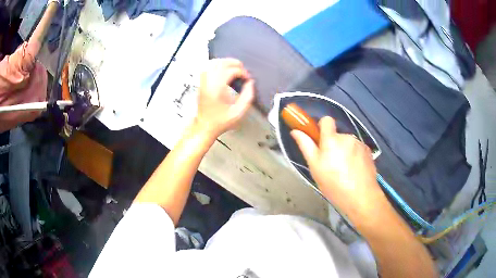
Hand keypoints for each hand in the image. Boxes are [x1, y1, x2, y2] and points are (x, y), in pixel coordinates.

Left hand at [195, 58, 254, 138]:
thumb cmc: (219, 121)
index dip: (242, 72)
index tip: (247, 78)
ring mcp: (204, 83)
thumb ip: (248, 96)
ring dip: (225, 62)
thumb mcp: (239, 112)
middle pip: (221, 63)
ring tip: (234, 67)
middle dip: (235, 63)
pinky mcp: (201, 84)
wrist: (205, 126)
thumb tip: (250, 84)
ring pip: (213, 63)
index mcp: (218, 89)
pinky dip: (216, 65)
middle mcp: (209, 83)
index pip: (231, 71)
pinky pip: (207, 68)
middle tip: (242, 70)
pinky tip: (222, 69)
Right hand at [291, 116, 387, 221]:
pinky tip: (354, 171)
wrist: (361, 196)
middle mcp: (347, 137)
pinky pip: (357, 149)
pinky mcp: (368, 151)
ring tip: (345, 171)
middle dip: (333, 145)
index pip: (326, 120)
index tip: (320, 141)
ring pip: (348, 143)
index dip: (322, 127)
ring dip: (345, 151)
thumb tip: (295, 131)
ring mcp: (359, 143)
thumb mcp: (315, 167)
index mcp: (331, 139)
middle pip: (337, 135)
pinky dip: (355, 156)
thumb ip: (306, 145)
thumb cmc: (334, 184)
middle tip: (331, 164)